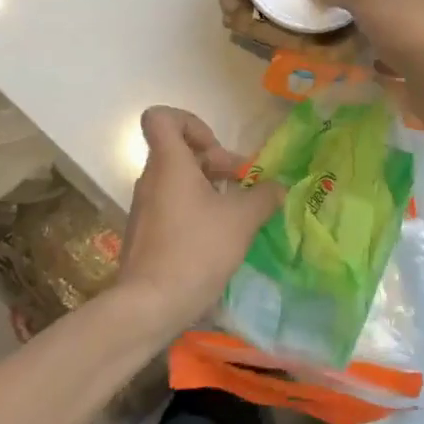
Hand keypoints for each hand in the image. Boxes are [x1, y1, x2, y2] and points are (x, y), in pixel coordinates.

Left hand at [113, 107, 284, 336]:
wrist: (148, 306)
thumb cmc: (195, 250)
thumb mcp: (241, 220)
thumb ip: (263, 196)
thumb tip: (278, 187)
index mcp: (169, 163)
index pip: (161, 117)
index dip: (190, 122)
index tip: (214, 148)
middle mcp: (151, 179)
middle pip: (179, 150)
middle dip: (214, 161)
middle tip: (242, 185)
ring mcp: (145, 208)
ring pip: (178, 181)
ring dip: (208, 188)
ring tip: (237, 213)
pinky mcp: (145, 234)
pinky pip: (172, 207)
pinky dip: (195, 211)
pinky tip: (218, 238)